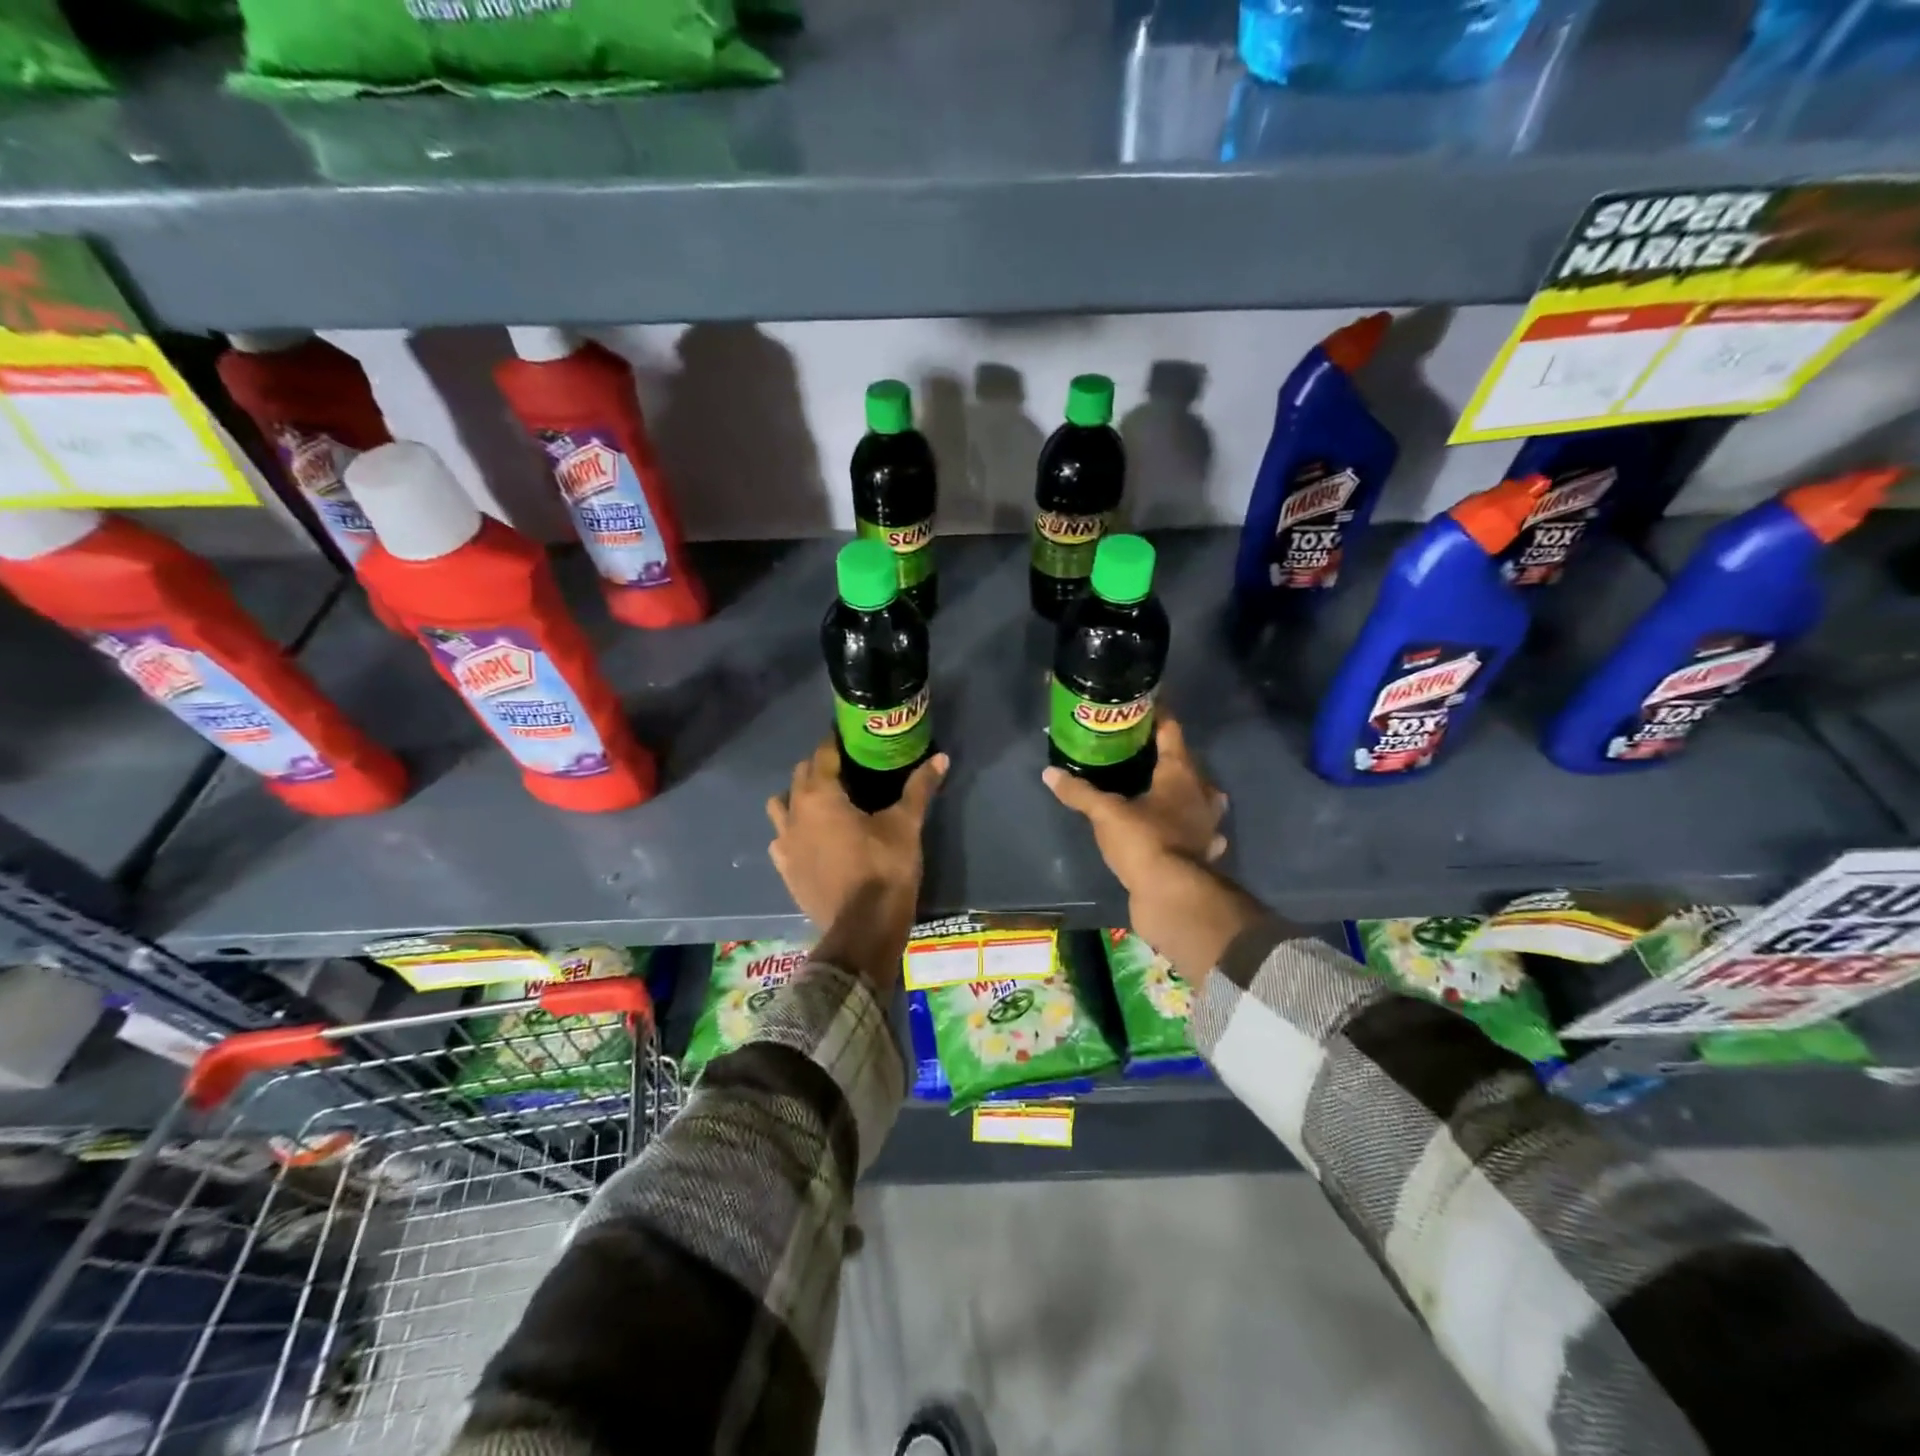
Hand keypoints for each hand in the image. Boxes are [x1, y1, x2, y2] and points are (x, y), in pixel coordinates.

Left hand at [768, 741, 948, 989]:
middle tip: (848, 769)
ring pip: (781, 806)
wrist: (863, 929)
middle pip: (800, 776)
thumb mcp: (906, 825)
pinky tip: (811, 839)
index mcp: (820, 795)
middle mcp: (794, 813)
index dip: (836, 742)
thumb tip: (941, 758)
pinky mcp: (785, 870)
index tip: (851, 737)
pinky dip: (793, 832)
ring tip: (824, 803)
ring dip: (798, 797)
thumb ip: (919, 788)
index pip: (823, 754)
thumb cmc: (884, 868)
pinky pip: (781, 840)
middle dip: (820, 767)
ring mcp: (784, 844)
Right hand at [1046, 715, 1263, 984]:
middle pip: (1187, 765)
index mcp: (1180, 774)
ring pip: (1200, 799)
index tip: (1143, 707)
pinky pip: (1199, 832)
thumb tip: (1050, 773)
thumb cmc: (1144, 841)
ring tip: (1161, 791)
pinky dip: (1189, 828)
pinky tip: (1178, 832)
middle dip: (1167, 758)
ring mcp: (1207, 825)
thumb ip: (1079, 792)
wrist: (1173, 896)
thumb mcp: (1105, 813)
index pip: (1171, 732)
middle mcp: (1201, 794)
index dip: (1158, 717)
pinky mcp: (1204, 854)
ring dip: (1186, 793)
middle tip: (1139, 753)